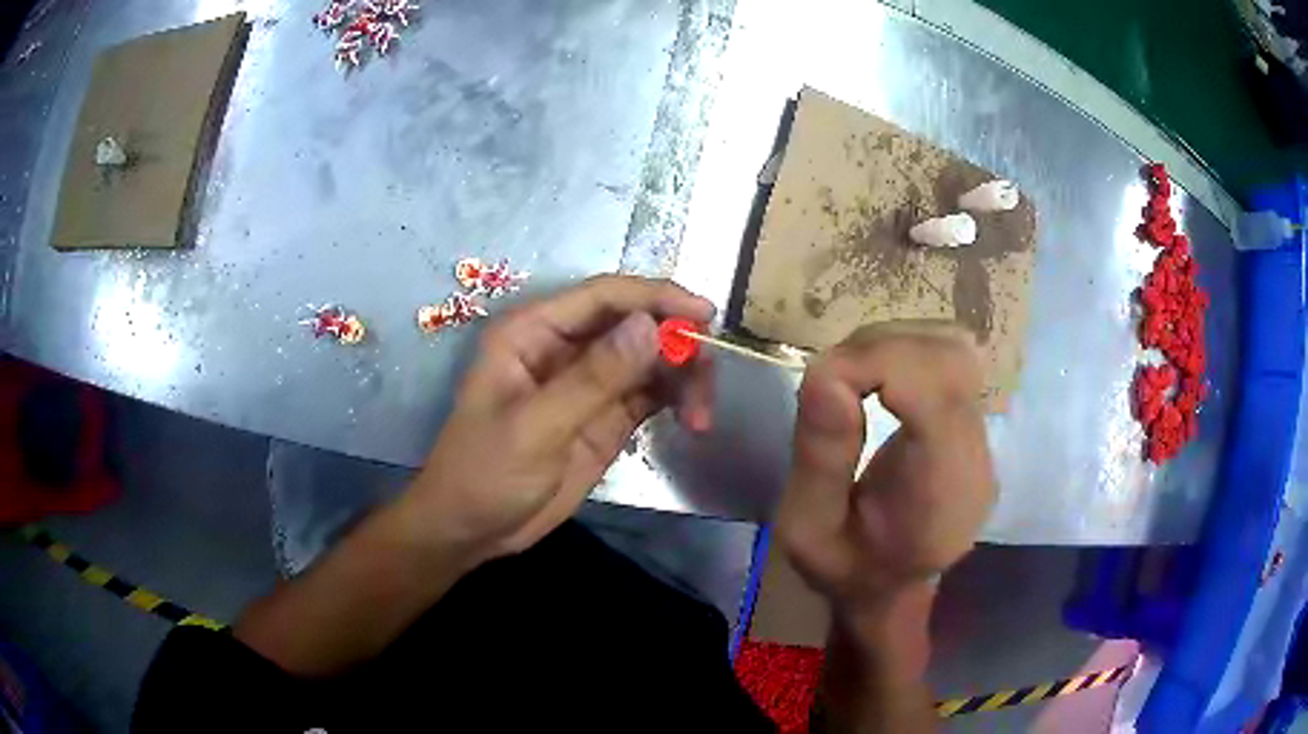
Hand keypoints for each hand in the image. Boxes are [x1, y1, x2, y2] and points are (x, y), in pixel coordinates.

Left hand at [400, 275, 714, 563]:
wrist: (473, 530)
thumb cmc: (485, 472)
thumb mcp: (536, 428)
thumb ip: (594, 379)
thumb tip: (650, 326)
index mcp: (534, 332)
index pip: (605, 296)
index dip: (656, 297)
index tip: (704, 315)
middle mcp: (565, 347)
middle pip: (637, 324)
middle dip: (678, 344)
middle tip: (707, 381)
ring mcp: (590, 383)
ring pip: (652, 359)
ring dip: (685, 378)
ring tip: (700, 418)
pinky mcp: (607, 417)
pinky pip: (653, 394)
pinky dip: (679, 401)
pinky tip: (694, 422)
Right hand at [776, 322, 995, 615]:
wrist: (891, 588)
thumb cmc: (845, 569)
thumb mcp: (806, 532)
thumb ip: (819, 459)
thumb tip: (825, 372)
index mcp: (940, 494)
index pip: (936, 390)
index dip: (876, 362)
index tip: (823, 383)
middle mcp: (975, 458)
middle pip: (948, 358)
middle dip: (880, 349)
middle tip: (832, 381)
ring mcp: (982, 438)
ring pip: (953, 348)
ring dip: (893, 345)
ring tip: (853, 379)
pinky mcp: (975, 423)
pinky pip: (950, 360)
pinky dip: (907, 351)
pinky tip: (879, 379)